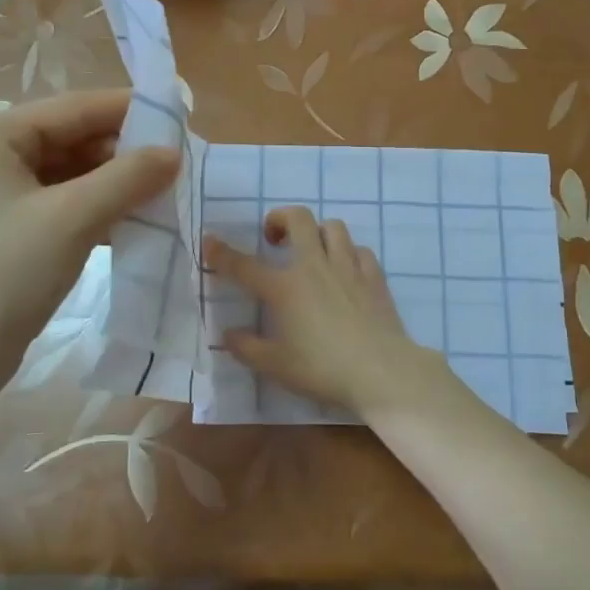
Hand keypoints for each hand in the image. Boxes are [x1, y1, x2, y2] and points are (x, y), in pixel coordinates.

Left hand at [0, 90, 178, 412]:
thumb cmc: (0, 277)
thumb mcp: (71, 220)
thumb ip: (127, 178)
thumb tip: (175, 153)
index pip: (76, 107)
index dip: (131, 111)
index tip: (183, 120)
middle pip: (72, 140)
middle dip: (125, 154)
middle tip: (181, 168)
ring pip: (70, 178)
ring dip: (115, 187)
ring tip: (166, 197)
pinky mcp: (3, 235)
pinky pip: (60, 209)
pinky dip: (96, 213)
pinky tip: (133, 226)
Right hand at [204, 206, 442, 417]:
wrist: (380, 371)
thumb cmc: (322, 369)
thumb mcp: (276, 366)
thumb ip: (247, 348)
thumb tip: (228, 334)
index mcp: (285, 288)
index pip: (244, 265)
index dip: (222, 253)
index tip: (209, 242)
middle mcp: (314, 267)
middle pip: (297, 219)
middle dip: (280, 218)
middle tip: (274, 238)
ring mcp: (347, 267)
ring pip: (333, 226)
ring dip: (317, 231)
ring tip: (312, 250)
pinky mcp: (374, 276)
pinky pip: (360, 250)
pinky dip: (349, 253)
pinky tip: (346, 270)